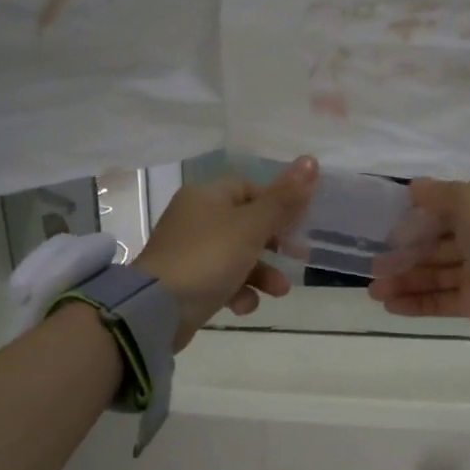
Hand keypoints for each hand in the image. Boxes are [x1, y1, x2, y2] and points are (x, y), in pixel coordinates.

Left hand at [137, 156, 317, 346]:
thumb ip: (283, 199)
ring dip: (263, 274)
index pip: (249, 188)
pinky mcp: (189, 284)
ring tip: (279, 291)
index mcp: (206, 196)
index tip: (300, 222)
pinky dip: (238, 292)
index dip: (277, 203)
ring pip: (237, 257)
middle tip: (300, 257)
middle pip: (246, 225)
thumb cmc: (208, 257)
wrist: (158, 308)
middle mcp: (196, 219)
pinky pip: (222, 281)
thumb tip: (311, 161)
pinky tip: (242, 305)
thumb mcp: (251, 226)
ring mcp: (190, 253)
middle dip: (275, 244)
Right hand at [369, 179, 469, 326]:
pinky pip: (440, 300)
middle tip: (373, 267)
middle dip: (402, 255)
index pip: (442, 212)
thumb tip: (413, 187)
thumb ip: (438, 194)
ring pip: (433, 275)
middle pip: (433, 246)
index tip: (385, 230)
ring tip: (373, 291)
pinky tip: (389, 305)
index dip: (413, 220)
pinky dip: (415, 302)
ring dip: (403, 281)